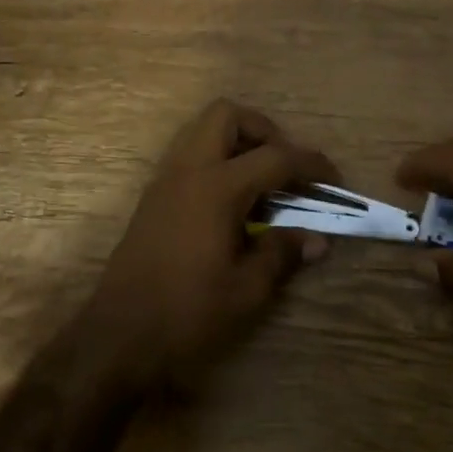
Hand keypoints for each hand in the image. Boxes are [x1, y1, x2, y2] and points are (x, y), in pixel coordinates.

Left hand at [81, 99, 338, 390]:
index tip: (333, 180)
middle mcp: (188, 170)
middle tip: (284, 168)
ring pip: (202, 130)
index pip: (275, 157)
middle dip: (264, 130)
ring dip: (237, 142)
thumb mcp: (247, 290)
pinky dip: (216, 161)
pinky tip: (232, 203)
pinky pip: (189, 155)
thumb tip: (316, 239)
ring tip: (261, 183)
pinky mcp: (153, 196)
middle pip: (227, 115)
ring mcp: (165, 179)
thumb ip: (282, 253)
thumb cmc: (187, 312)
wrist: (119, 336)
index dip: (311, 164)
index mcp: (216, 187)